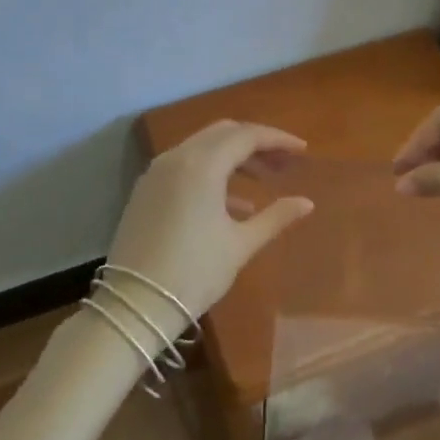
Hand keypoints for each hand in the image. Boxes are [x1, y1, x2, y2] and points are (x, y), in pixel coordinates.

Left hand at [104, 120, 315, 339]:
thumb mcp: (240, 245)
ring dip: (234, 157)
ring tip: (264, 181)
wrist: (133, 305)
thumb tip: (306, 203)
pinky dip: (211, 172)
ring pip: (203, 147)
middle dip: (256, 143)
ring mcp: (157, 171)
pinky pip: (185, 165)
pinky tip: (234, 204)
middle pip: (224, 134)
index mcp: (202, 164)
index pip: (247, 136)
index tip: (303, 150)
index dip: (278, 140)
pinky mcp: (146, 189)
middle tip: (284, 163)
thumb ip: (276, 217)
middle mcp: (177, 157)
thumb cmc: (194, 273)